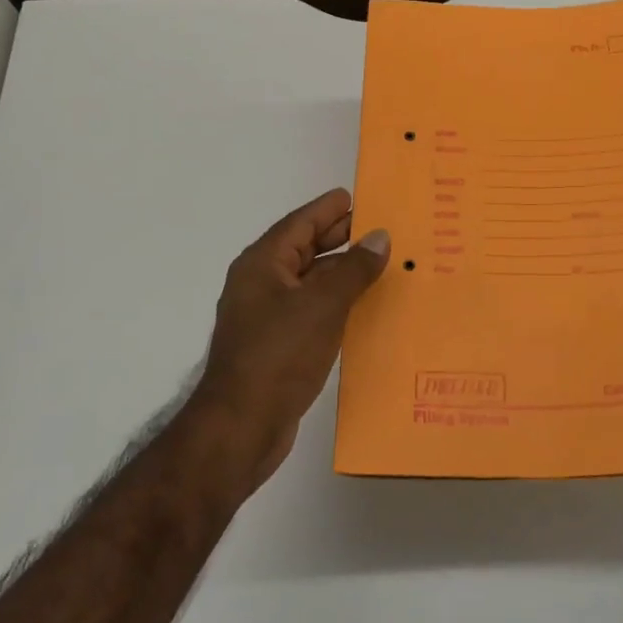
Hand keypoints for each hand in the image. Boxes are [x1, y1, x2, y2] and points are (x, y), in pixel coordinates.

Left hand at [190, 188, 388, 492]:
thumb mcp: (323, 305)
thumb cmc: (279, 354)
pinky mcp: (277, 346)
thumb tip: (379, 237)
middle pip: (303, 250)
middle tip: (378, 228)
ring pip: (309, 282)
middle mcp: (261, 285)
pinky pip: (311, 310)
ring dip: (341, 272)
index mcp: (262, 265)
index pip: (299, 224)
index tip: (356, 197)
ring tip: (379, 264)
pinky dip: (336, 302)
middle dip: (338, 238)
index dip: (328, 209)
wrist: (242, 425)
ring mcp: (267, 317)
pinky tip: (362, 307)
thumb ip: (353, 269)